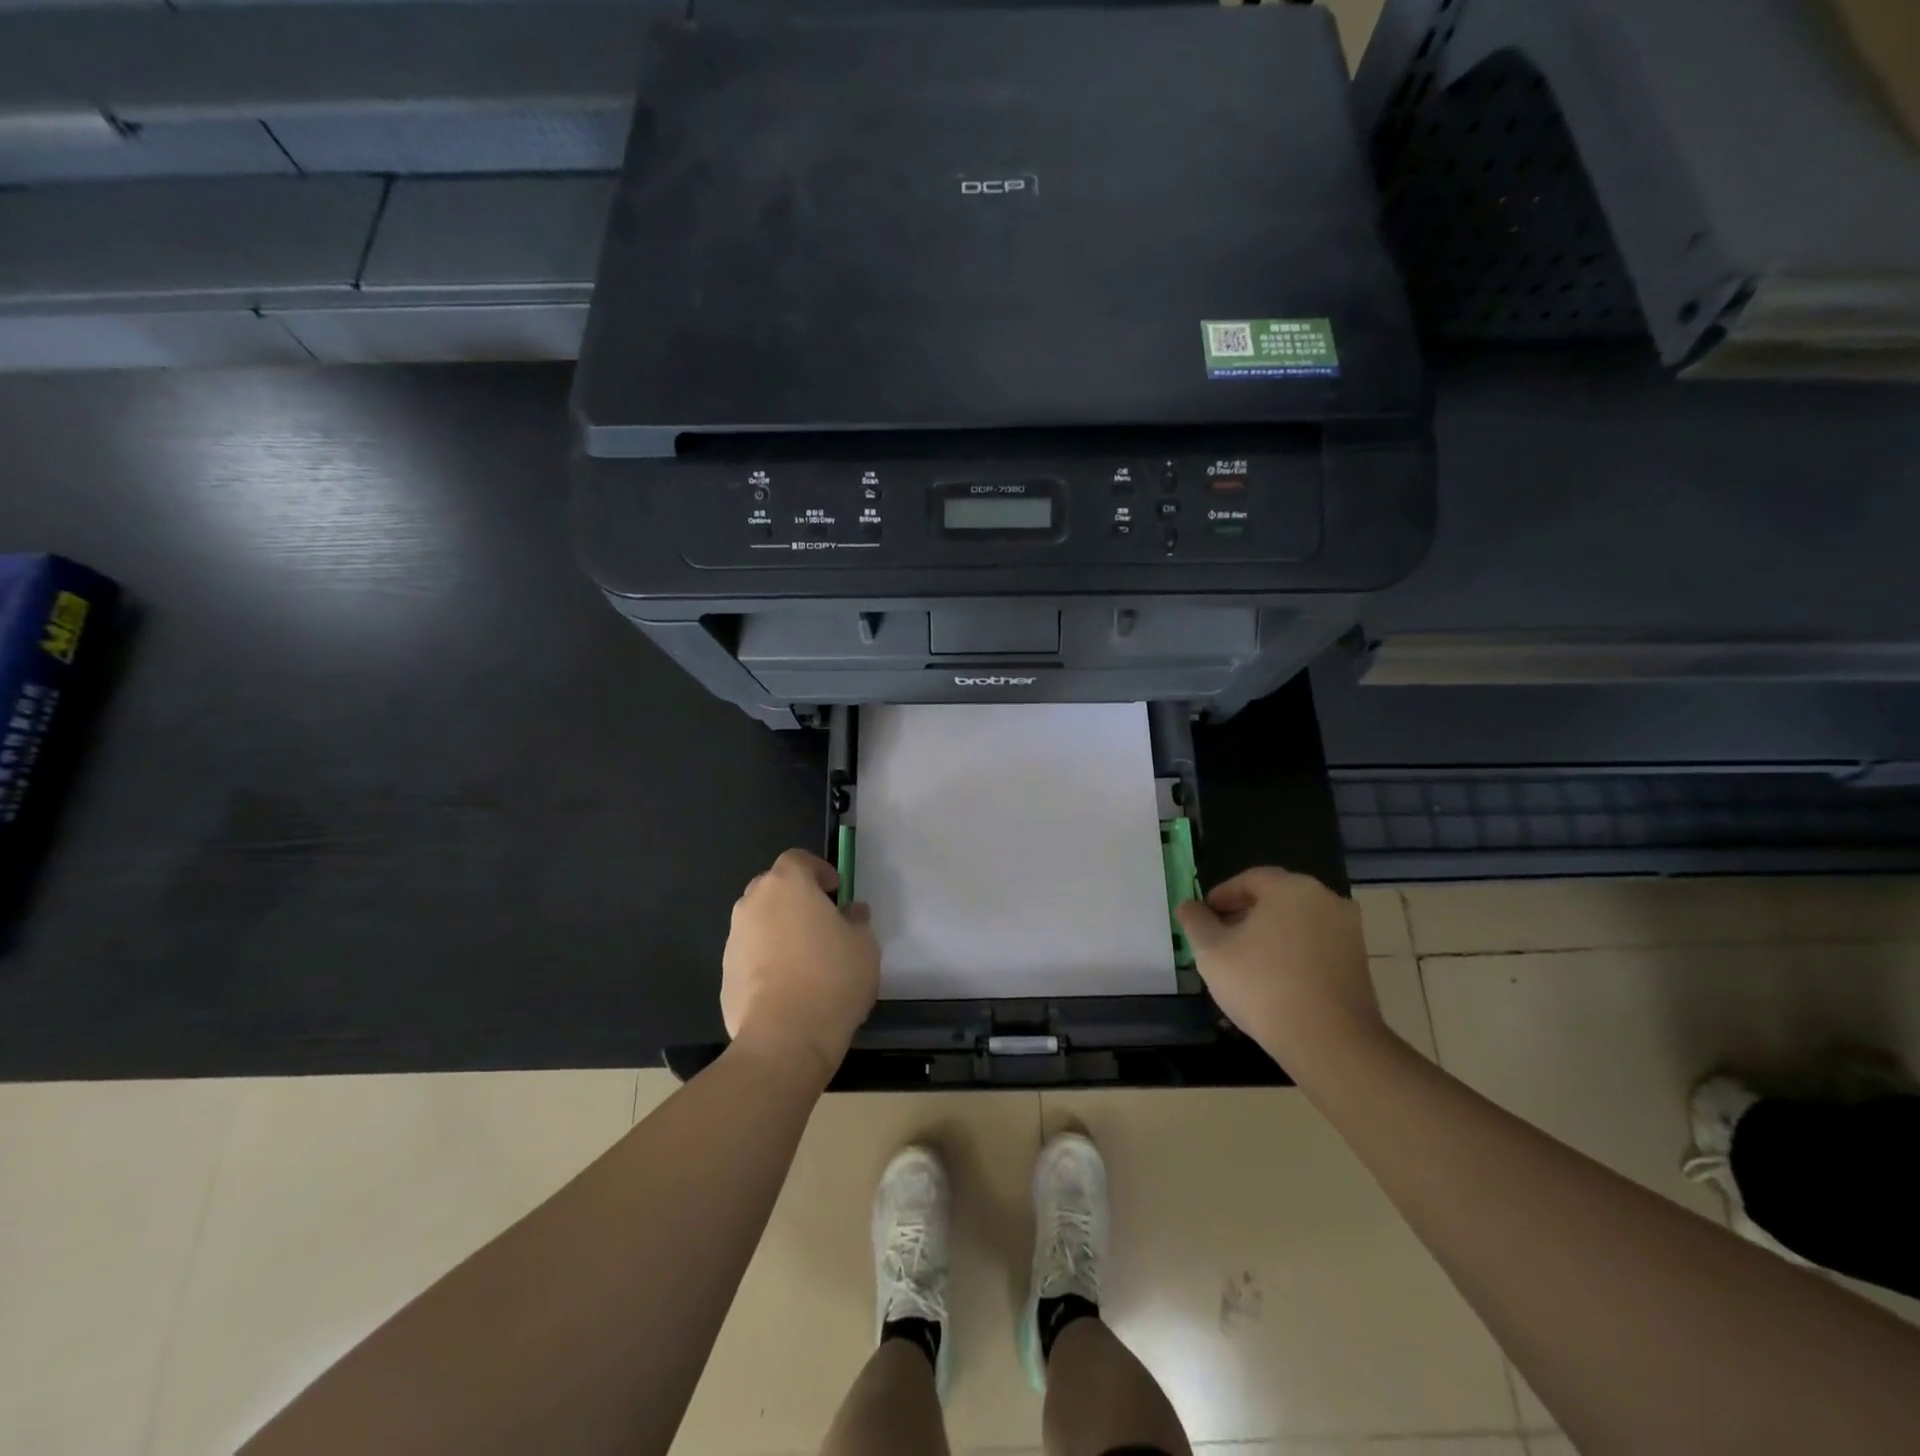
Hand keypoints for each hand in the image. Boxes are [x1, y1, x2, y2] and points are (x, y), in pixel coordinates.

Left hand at [722, 848, 879, 1086]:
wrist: (785, 1038)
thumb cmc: (832, 977)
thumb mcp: (864, 944)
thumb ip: (857, 920)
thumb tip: (851, 911)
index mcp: (787, 884)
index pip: (798, 859)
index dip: (818, 870)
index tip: (836, 891)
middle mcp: (753, 903)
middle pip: (773, 888)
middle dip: (795, 898)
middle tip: (821, 922)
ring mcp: (734, 939)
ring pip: (759, 922)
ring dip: (779, 930)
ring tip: (805, 959)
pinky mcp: (724, 974)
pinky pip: (750, 955)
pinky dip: (766, 961)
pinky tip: (787, 987)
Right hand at [1175, 867, 1385, 1069]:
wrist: (1329, 1042)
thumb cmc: (1263, 985)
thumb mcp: (1212, 951)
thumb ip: (1195, 921)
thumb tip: (1189, 906)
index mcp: (1291, 887)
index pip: (1248, 880)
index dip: (1221, 897)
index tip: (1204, 918)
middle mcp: (1325, 899)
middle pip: (1275, 899)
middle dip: (1244, 916)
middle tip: (1220, 940)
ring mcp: (1348, 931)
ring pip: (1296, 923)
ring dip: (1269, 936)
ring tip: (1245, 964)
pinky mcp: (1359, 962)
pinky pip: (1315, 946)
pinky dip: (1292, 954)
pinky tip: (1274, 981)